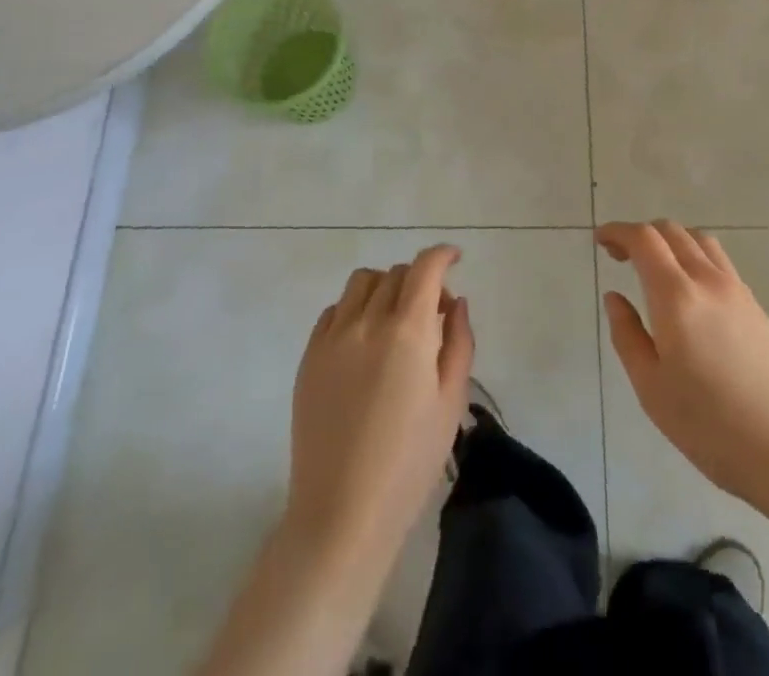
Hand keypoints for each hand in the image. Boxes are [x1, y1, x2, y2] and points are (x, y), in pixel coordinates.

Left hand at [285, 245, 473, 567]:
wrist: (342, 514)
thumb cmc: (409, 463)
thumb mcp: (451, 402)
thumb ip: (459, 342)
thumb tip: (455, 303)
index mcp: (408, 331)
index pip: (425, 268)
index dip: (442, 255)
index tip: (455, 259)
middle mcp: (367, 321)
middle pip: (395, 273)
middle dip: (419, 280)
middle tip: (433, 314)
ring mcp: (332, 337)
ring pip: (361, 283)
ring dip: (385, 288)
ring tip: (395, 321)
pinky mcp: (308, 357)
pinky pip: (334, 311)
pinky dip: (354, 310)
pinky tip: (364, 342)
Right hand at [598, 221, 768, 511]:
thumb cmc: (711, 426)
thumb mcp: (652, 388)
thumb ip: (627, 335)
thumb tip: (615, 297)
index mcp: (676, 296)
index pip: (644, 239)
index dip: (618, 232)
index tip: (600, 240)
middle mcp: (707, 280)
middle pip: (671, 231)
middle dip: (641, 234)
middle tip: (620, 257)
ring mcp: (737, 290)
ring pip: (699, 240)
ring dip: (671, 241)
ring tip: (655, 268)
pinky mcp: (756, 306)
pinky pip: (719, 261)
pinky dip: (694, 256)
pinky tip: (689, 291)